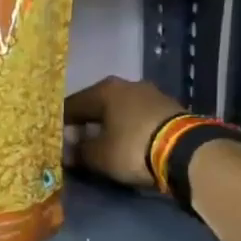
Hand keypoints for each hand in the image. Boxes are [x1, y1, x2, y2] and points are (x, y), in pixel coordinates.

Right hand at [63, 76, 184, 188]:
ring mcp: (151, 94)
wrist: (186, 151)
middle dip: (85, 123)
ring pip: (119, 110)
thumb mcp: (98, 156)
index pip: (72, 104)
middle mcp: (126, 85)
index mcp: (104, 90)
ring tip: (102, 145)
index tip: (54, 139)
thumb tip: (66, 151)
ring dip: (108, 125)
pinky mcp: (169, 107)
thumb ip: (78, 152)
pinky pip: (137, 117)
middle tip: (76, 143)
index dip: (60, 123)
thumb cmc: (132, 148)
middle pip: (97, 105)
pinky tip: (126, 142)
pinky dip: (128, 128)